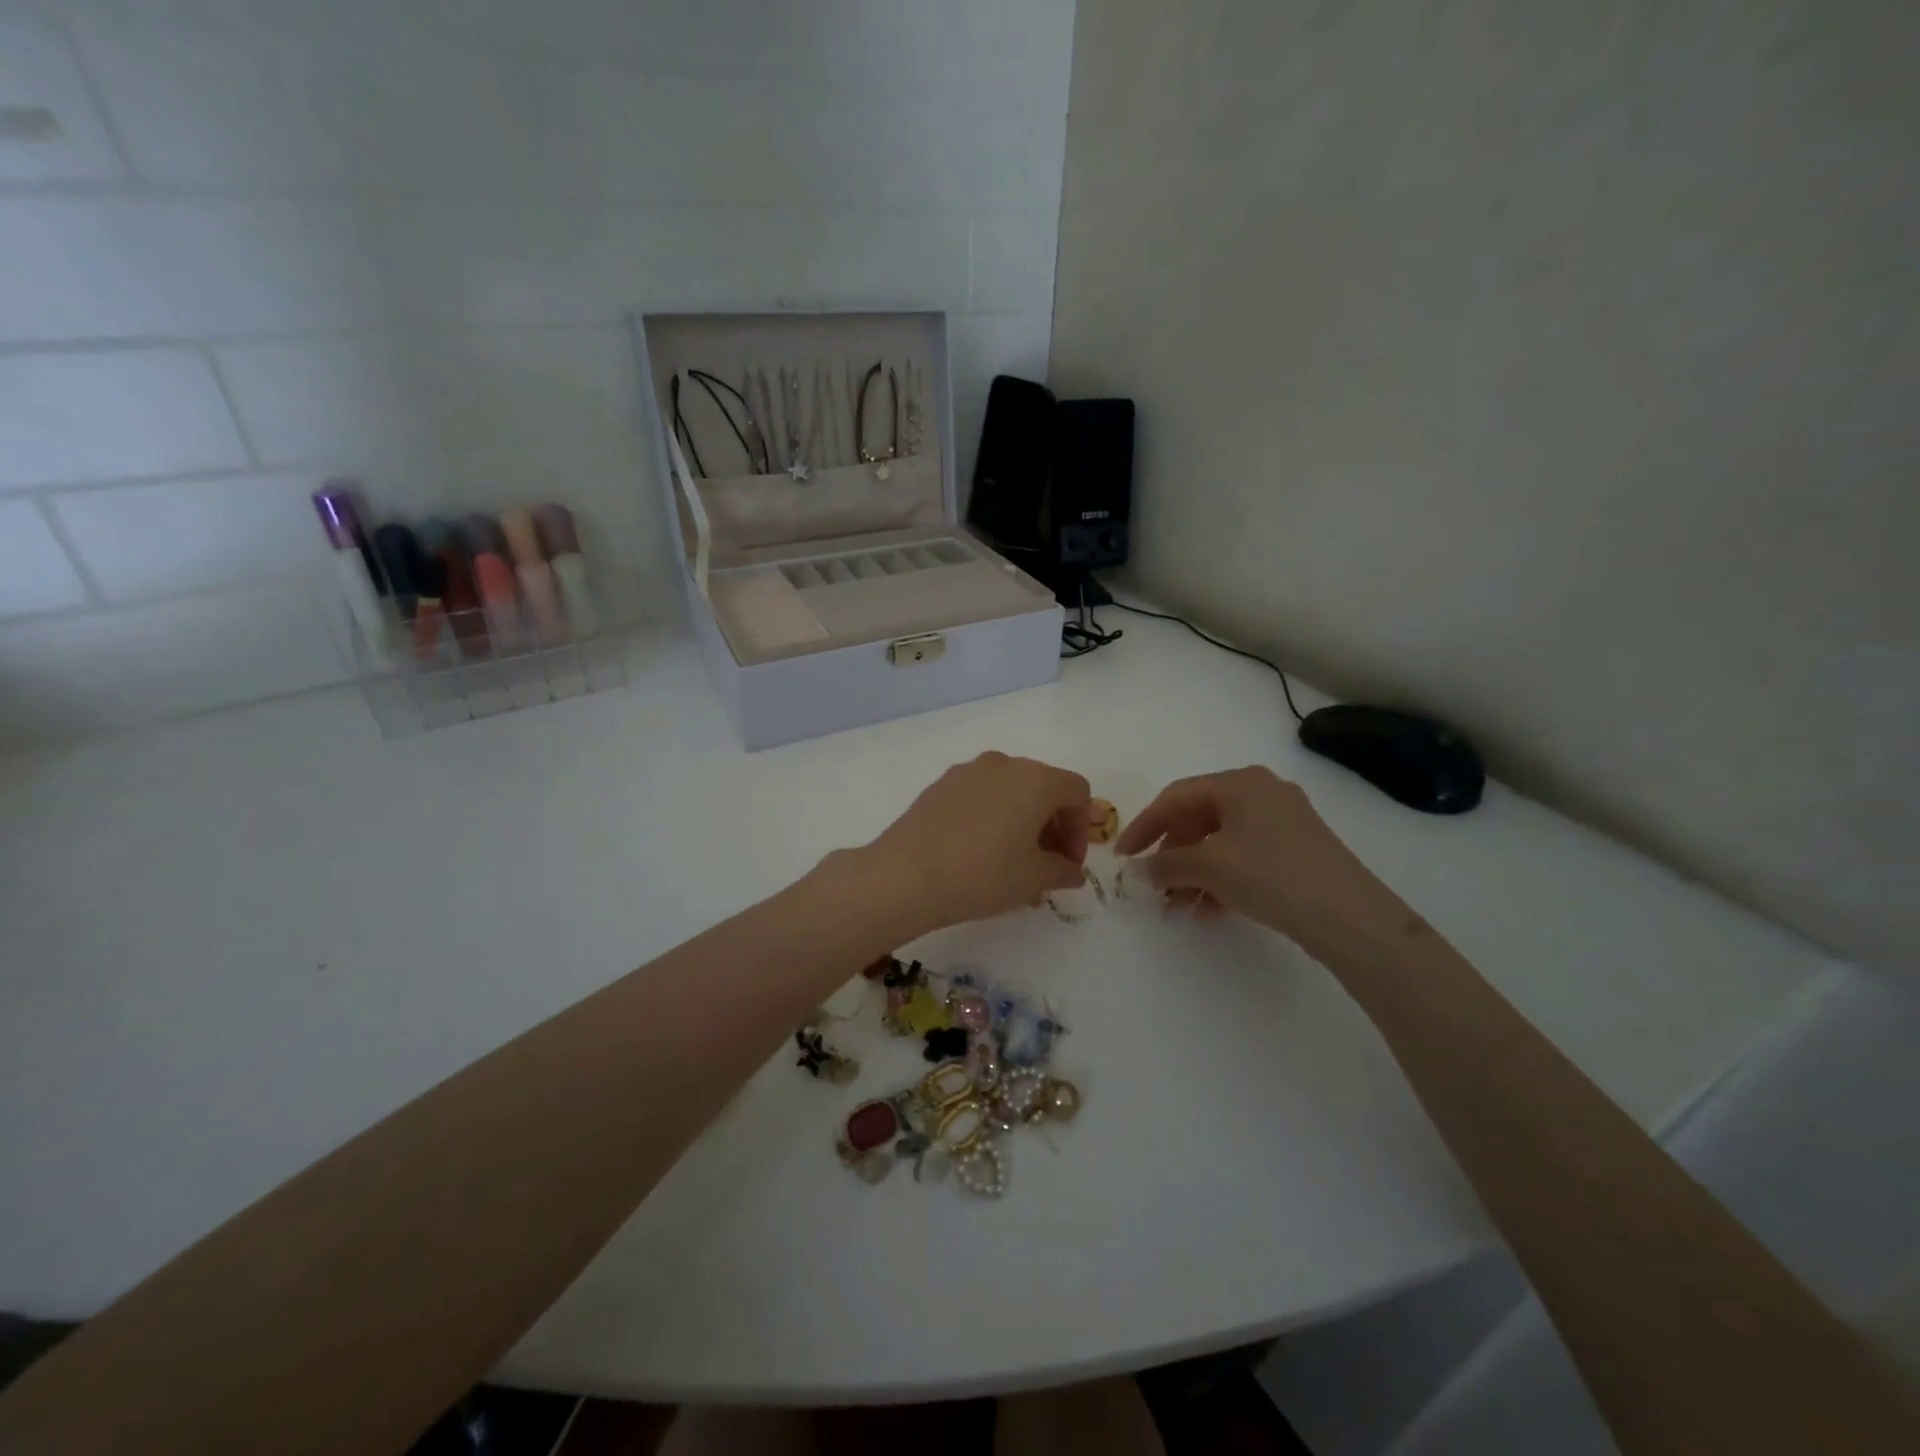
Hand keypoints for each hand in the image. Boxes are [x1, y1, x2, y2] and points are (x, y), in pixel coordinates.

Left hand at [862, 752, 1092, 934]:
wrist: (905, 875)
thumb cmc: (982, 874)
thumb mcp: (1033, 879)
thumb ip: (1062, 871)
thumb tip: (1070, 871)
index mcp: (1035, 779)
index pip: (1077, 793)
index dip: (1081, 829)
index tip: (1069, 863)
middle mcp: (1003, 764)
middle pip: (1043, 787)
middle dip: (1053, 824)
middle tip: (1047, 863)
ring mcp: (966, 771)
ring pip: (1009, 790)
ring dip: (1021, 819)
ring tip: (1013, 860)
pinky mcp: (939, 786)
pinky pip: (980, 795)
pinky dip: (992, 816)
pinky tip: (979, 851)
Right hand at [1116, 767, 1404, 950]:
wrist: (1350, 917)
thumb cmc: (1271, 876)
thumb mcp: (1209, 867)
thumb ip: (1166, 864)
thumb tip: (1138, 870)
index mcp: (1239, 783)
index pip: (1175, 797)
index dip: (1144, 826)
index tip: (1123, 856)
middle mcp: (1262, 792)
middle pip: (1199, 818)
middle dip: (1172, 854)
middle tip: (1153, 883)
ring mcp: (1283, 821)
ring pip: (1221, 841)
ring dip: (1194, 872)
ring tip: (1178, 906)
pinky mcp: (1297, 850)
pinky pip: (1244, 856)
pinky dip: (1221, 879)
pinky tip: (1209, 910)